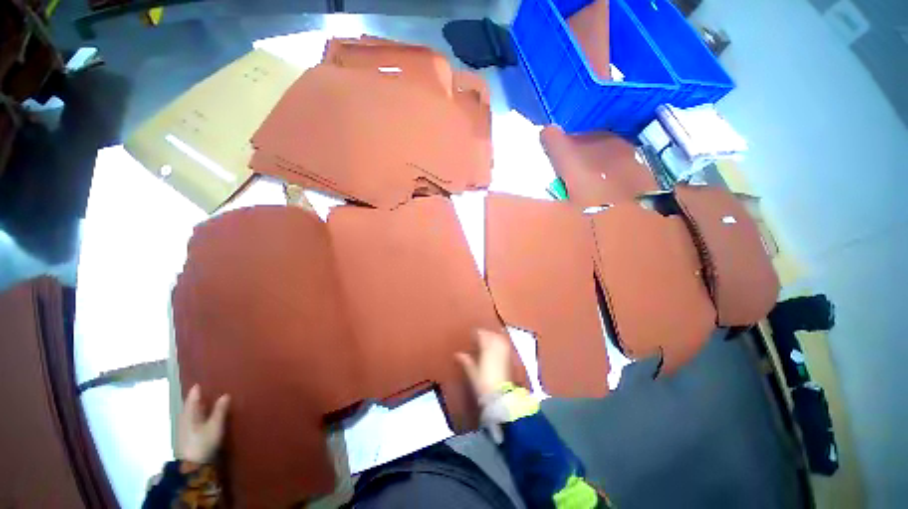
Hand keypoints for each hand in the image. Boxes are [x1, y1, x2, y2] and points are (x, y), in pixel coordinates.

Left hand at [177, 385, 229, 463]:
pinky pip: (192, 420)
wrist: (192, 466)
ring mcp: (185, 429)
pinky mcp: (188, 437)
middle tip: (204, 390)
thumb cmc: (203, 443)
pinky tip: (203, 417)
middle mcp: (185, 419)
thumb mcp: (215, 426)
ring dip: (197, 407)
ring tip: (205, 401)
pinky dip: (198, 415)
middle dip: (196, 399)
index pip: (192, 399)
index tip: (200, 383)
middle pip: (190, 406)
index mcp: (189, 414)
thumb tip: (226, 394)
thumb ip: (220, 410)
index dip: (196, 391)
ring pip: (191, 414)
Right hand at [455, 329, 511, 400]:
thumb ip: (466, 361)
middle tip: (478, 339)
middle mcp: (497, 346)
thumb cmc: (483, 383)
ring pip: (499, 337)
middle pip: (491, 334)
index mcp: (486, 347)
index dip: (476, 334)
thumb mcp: (472, 372)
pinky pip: (504, 344)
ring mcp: (504, 351)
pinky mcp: (509, 358)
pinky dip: (499, 343)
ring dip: (493, 337)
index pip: (481, 334)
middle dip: (485, 334)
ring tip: (487, 343)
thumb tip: (457, 354)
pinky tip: (495, 349)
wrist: (500, 396)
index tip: (471, 337)